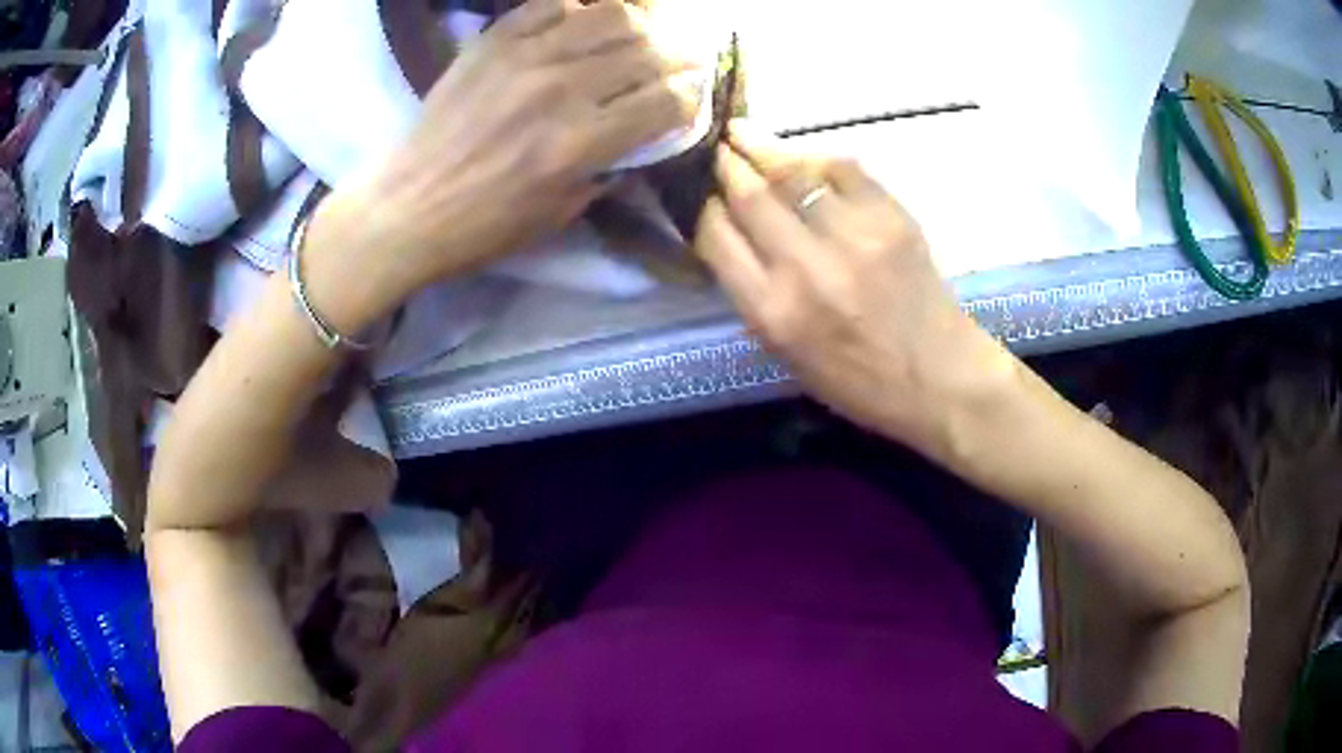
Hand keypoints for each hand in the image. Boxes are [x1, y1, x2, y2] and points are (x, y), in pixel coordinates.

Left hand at [316, 0, 701, 323]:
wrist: (406, 207)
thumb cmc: (483, 226)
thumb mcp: (560, 214)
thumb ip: (610, 167)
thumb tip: (643, 134)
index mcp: (580, 144)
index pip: (666, 102)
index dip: (691, 98)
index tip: (691, 99)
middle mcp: (561, 90)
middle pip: (649, 51)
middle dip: (680, 56)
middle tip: (682, 61)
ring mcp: (525, 57)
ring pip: (611, 15)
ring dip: (641, 23)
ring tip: (643, 34)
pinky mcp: (493, 41)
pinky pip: (553, 4)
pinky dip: (581, 9)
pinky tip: (585, 24)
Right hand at [695, 126, 1016, 452]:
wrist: (940, 379)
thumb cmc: (859, 382)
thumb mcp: (787, 355)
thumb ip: (754, 294)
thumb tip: (731, 234)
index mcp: (772, 313)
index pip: (715, 237)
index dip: (701, 206)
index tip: (698, 192)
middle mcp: (805, 269)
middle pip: (748, 196)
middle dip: (724, 165)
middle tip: (715, 147)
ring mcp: (852, 237)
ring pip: (793, 172)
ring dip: (760, 146)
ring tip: (741, 132)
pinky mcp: (891, 217)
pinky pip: (843, 168)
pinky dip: (816, 155)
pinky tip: (802, 152)